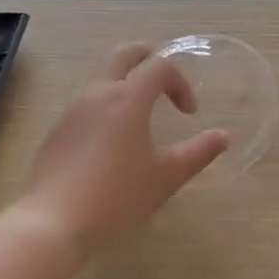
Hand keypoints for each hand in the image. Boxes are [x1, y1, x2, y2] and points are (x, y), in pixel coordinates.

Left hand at [17, 43, 229, 252]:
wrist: (54, 222)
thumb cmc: (118, 196)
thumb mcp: (167, 176)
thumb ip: (198, 153)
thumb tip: (224, 136)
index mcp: (128, 98)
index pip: (159, 68)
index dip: (180, 83)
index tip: (189, 113)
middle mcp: (97, 94)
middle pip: (122, 56)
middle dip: (145, 56)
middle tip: (160, 75)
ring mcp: (71, 111)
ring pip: (100, 79)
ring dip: (123, 84)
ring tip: (138, 113)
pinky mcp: (56, 131)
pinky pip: (84, 104)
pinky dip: (104, 106)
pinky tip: (110, 142)